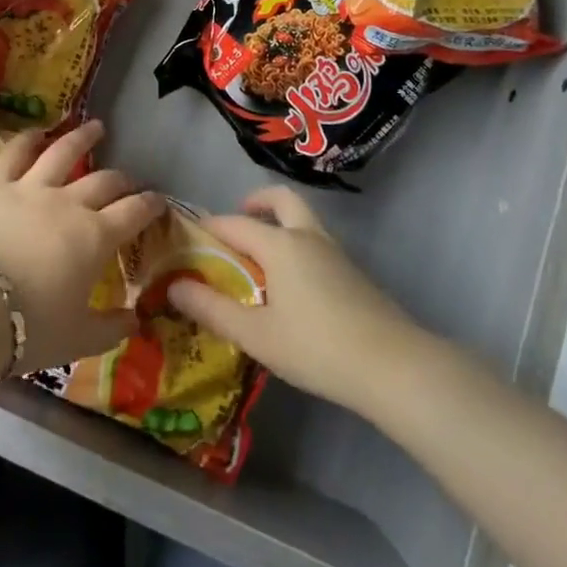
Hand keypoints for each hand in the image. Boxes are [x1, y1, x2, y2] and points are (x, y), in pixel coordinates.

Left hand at [0, 121, 163, 372]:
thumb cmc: (28, 328)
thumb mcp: (77, 339)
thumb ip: (110, 329)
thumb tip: (135, 319)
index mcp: (95, 238)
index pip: (133, 213)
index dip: (150, 205)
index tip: (158, 201)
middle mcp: (69, 203)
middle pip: (104, 182)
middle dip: (121, 180)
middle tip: (127, 181)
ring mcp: (32, 187)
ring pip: (64, 152)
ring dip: (83, 138)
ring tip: (96, 127)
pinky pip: (15, 153)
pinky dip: (28, 139)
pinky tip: (37, 132)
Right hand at [168, 186, 419, 412]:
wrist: (393, 366)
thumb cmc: (316, 346)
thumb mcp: (256, 334)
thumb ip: (212, 309)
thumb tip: (173, 286)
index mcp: (279, 244)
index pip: (234, 223)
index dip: (208, 228)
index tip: (189, 239)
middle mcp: (306, 236)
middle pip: (281, 200)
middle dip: (256, 203)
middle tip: (239, 221)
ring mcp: (335, 253)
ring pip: (303, 220)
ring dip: (280, 224)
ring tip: (260, 260)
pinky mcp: (353, 273)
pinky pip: (316, 243)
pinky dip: (297, 247)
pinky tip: (292, 287)